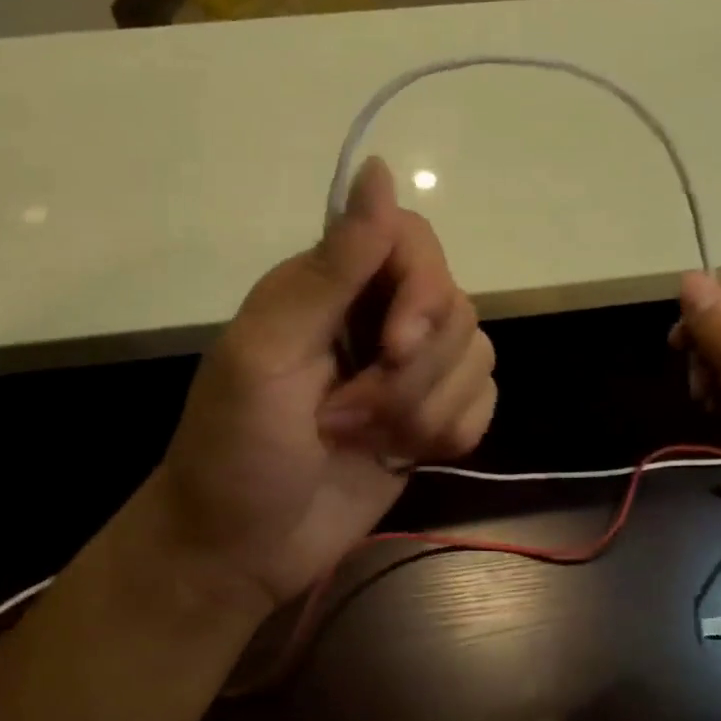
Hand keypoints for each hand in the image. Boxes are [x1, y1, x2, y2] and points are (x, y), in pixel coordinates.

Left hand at [141, 158, 496, 614]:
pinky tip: (408, 455)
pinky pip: (484, 400)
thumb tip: (378, 169)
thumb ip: (329, 268)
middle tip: (347, 418)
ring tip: (364, 441)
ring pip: (476, 355)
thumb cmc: (237, 450)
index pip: (414, 241)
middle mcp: (376, 316)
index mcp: (330, 286)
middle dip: (411, 375)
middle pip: (453, 305)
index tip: (394, 349)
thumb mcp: (266, 353)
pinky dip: (453, 430)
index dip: (421, 290)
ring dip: (425, 409)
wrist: (243, 551)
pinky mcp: (430, 417)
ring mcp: (408, 371)